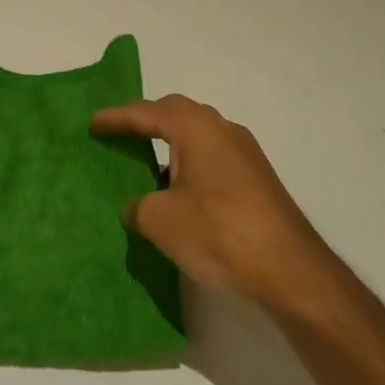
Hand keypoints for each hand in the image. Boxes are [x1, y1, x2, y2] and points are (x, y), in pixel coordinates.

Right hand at [91, 94, 331, 307]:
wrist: (290, 270)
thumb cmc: (218, 232)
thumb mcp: (160, 221)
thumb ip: (138, 206)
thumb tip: (138, 206)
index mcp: (197, 129)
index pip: (148, 113)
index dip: (118, 117)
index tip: (94, 123)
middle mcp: (224, 131)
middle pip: (178, 113)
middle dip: (147, 120)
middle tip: (121, 132)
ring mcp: (246, 154)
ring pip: (199, 135)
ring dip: (172, 143)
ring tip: (147, 160)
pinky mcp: (258, 180)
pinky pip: (213, 157)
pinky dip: (190, 163)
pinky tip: (180, 190)